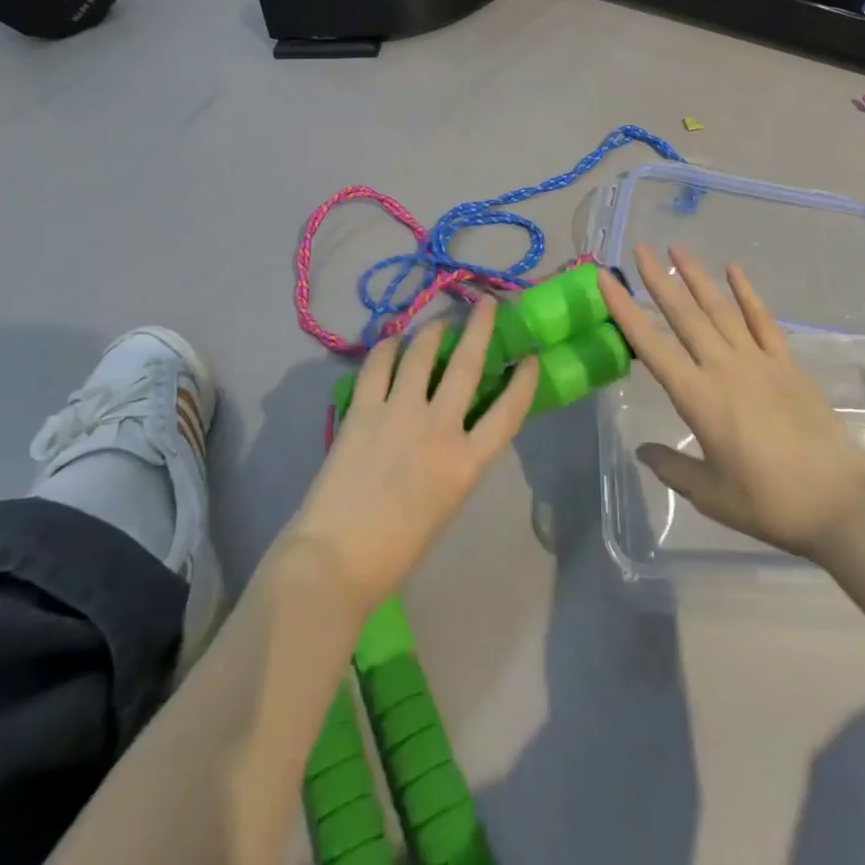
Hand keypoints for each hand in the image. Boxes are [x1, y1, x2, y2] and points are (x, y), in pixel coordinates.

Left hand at [286, 300, 538, 615]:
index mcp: (467, 463)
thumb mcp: (446, 504)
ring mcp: (399, 413)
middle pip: (468, 365)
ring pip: (422, 354)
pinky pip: (379, 365)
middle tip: (486, 302)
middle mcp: (439, 429)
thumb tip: (454, 426)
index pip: (509, 411)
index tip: (529, 358)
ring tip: (437, 323)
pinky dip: (388, 347)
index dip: (523, 381)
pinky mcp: (363, 410)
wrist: (334, 562)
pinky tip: (393, 342)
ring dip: (433, 331)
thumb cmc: (396, 549)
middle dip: (481, 328)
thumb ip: (456, 461)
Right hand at [599, 245, 864, 562]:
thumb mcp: (711, 495)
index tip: (608, 280)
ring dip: (697, 277)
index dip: (626, 311)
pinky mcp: (787, 364)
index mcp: (699, 398)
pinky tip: (733, 270)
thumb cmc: (769, 503)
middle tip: (640, 249)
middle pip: (685, 316)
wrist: (839, 504)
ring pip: (721, 309)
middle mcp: (724, 368)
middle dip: (659, 281)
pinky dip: (747, 292)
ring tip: (677, 249)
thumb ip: (673, 468)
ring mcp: (759, 361)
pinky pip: (763, 319)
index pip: (652, 346)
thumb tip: (643, 450)